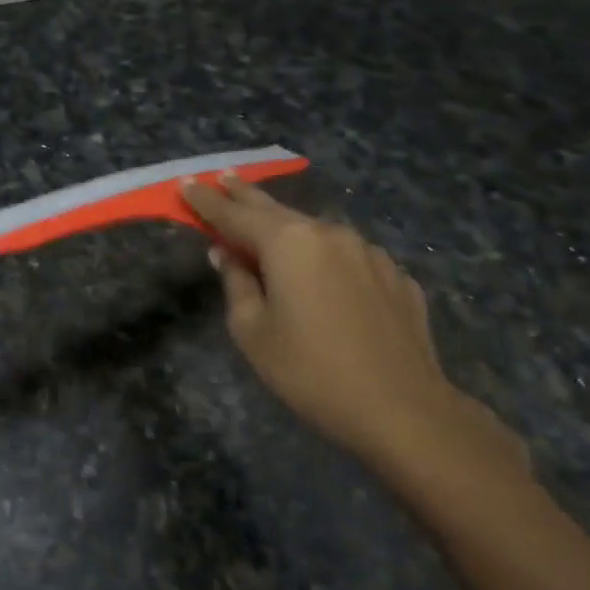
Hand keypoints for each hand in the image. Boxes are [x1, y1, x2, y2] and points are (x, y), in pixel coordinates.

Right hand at [182, 174, 524, 479]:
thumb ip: (236, 283)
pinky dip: (326, 258)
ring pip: (316, 233)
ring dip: (288, 228)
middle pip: (276, 210)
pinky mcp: (396, 276)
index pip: (234, 214)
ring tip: (270, 229)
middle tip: (224, 177)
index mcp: (289, 243)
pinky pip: (348, 258)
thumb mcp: (252, 332)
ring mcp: (369, 253)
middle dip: (245, 195)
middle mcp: (329, 234)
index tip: (186, 184)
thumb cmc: (311, 372)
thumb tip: (226, 255)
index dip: (206, 201)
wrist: (404, 411)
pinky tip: (323, 276)